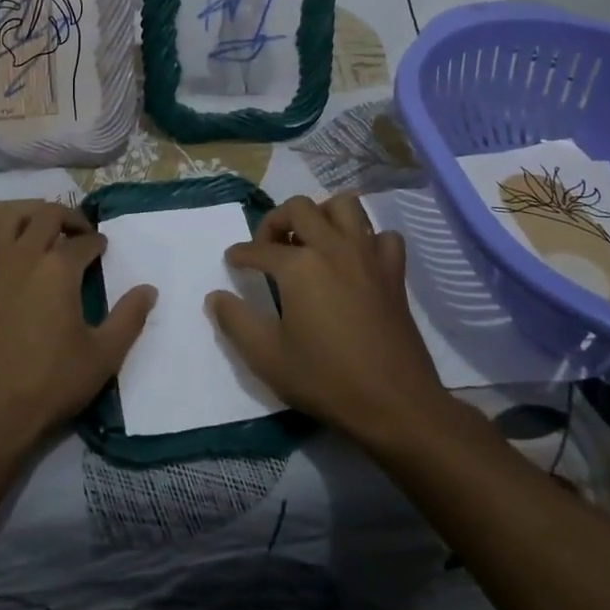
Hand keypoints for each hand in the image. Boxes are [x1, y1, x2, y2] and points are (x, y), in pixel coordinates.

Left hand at [0, 202, 156, 455]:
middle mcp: (22, 256)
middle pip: (46, 215)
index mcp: (58, 268)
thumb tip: (149, 289)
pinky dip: (2, 248)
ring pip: (9, 220)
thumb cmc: (50, 383)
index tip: (103, 249)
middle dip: (68, 217)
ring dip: (31, 219)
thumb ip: (130, 317)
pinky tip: (10, 270)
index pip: (83, 241)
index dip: (98, 242)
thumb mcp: (103, 356)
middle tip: (80, 233)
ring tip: (44, 237)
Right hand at [208, 194, 449, 451]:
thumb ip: (235, 322)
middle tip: (269, 246)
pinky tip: (357, 259)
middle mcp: (332, 247)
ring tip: (312, 240)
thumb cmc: (325, 379)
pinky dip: (368, 239)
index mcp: (298, 265)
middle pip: (299, 208)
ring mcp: (367, 255)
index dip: (240, 254)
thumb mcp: (267, 357)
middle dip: (276, 221)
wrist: (394, 404)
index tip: (233, 261)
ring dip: (323, 214)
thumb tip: (215, 297)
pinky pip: (382, 236)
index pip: (259, 248)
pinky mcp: (394, 272)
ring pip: (345, 205)